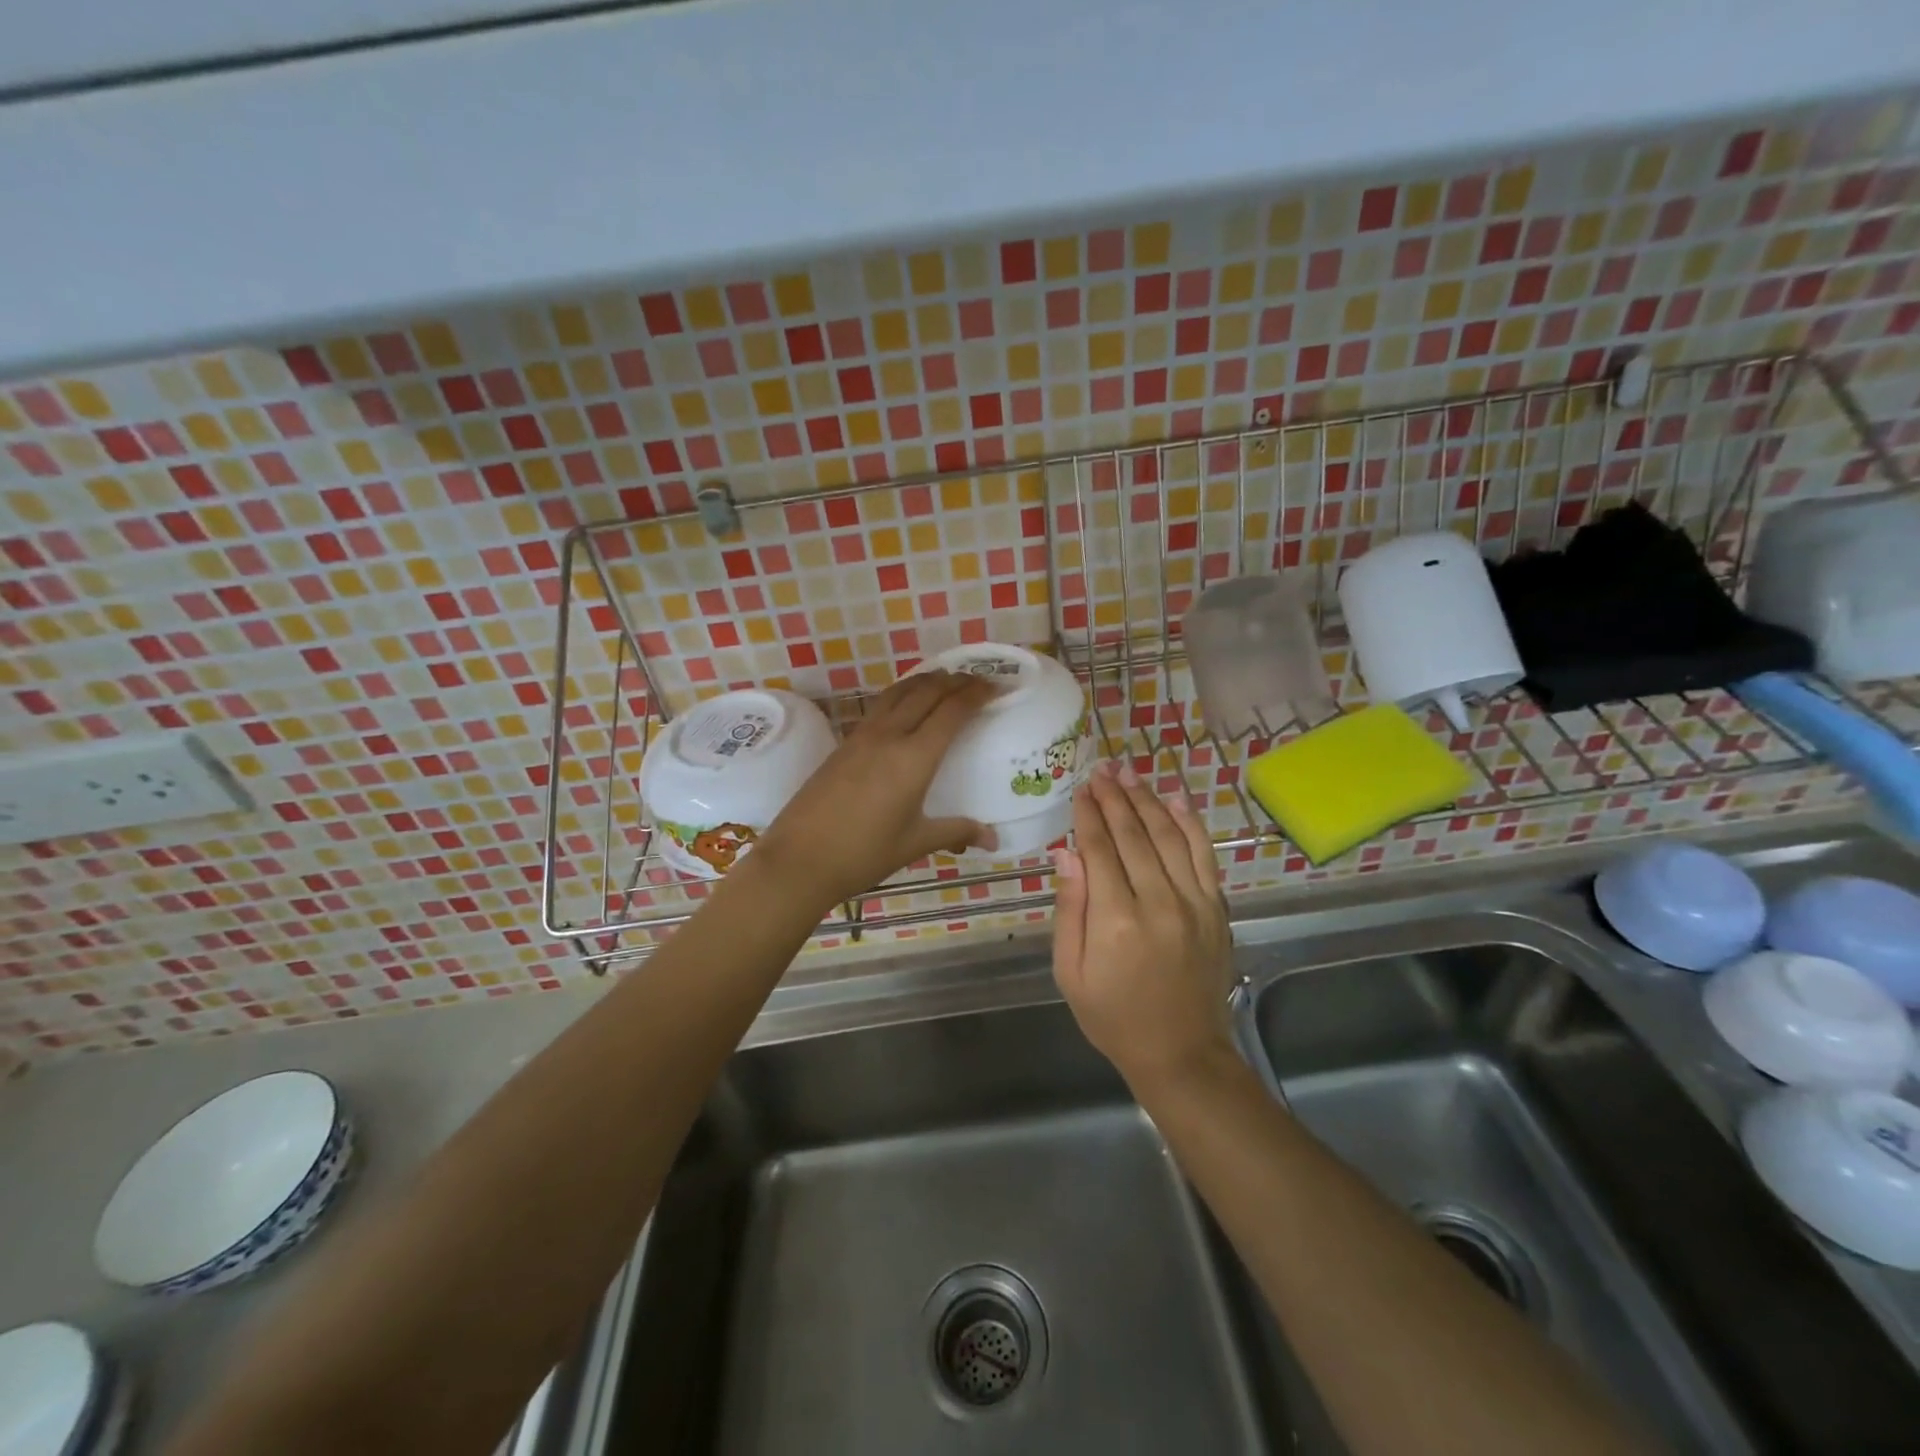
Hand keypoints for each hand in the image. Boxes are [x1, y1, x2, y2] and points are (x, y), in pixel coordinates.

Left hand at [751, 671, 995, 909]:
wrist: (799, 859)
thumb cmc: (863, 854)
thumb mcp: (914, 843)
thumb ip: (955, 832)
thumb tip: (993, 838)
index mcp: (914, 758)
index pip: (951, 710)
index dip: (977, 693)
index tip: (996, 685)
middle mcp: (889, 736)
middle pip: (927, 692)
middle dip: (955, 680)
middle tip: (977, 680)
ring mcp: (862, 736)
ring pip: (899, 692)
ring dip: (926, 681)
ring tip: (945, 681)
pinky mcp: (844, 744)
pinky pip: (880, 706)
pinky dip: (902, 695)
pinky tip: (905, 707)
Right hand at [1051, 761, 1234, 1090]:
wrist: (1181, 1053)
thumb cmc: (1113, 1016)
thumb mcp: (1071, 972)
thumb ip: (1070, 909)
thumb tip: (1067, 853)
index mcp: (1116, 920)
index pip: (1100, 849)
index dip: (1088, 815)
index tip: (1080, 789)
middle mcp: (1159, 902)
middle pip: (1134, 834)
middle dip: (1114, 797)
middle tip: (1101, 769)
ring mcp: (1194, 903)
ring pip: (1169, 836)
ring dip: (1147, 800)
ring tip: (1129, 773)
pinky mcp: (1216, 909)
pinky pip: (1204, 855)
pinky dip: (1190, 823)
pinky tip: (1175, 799)